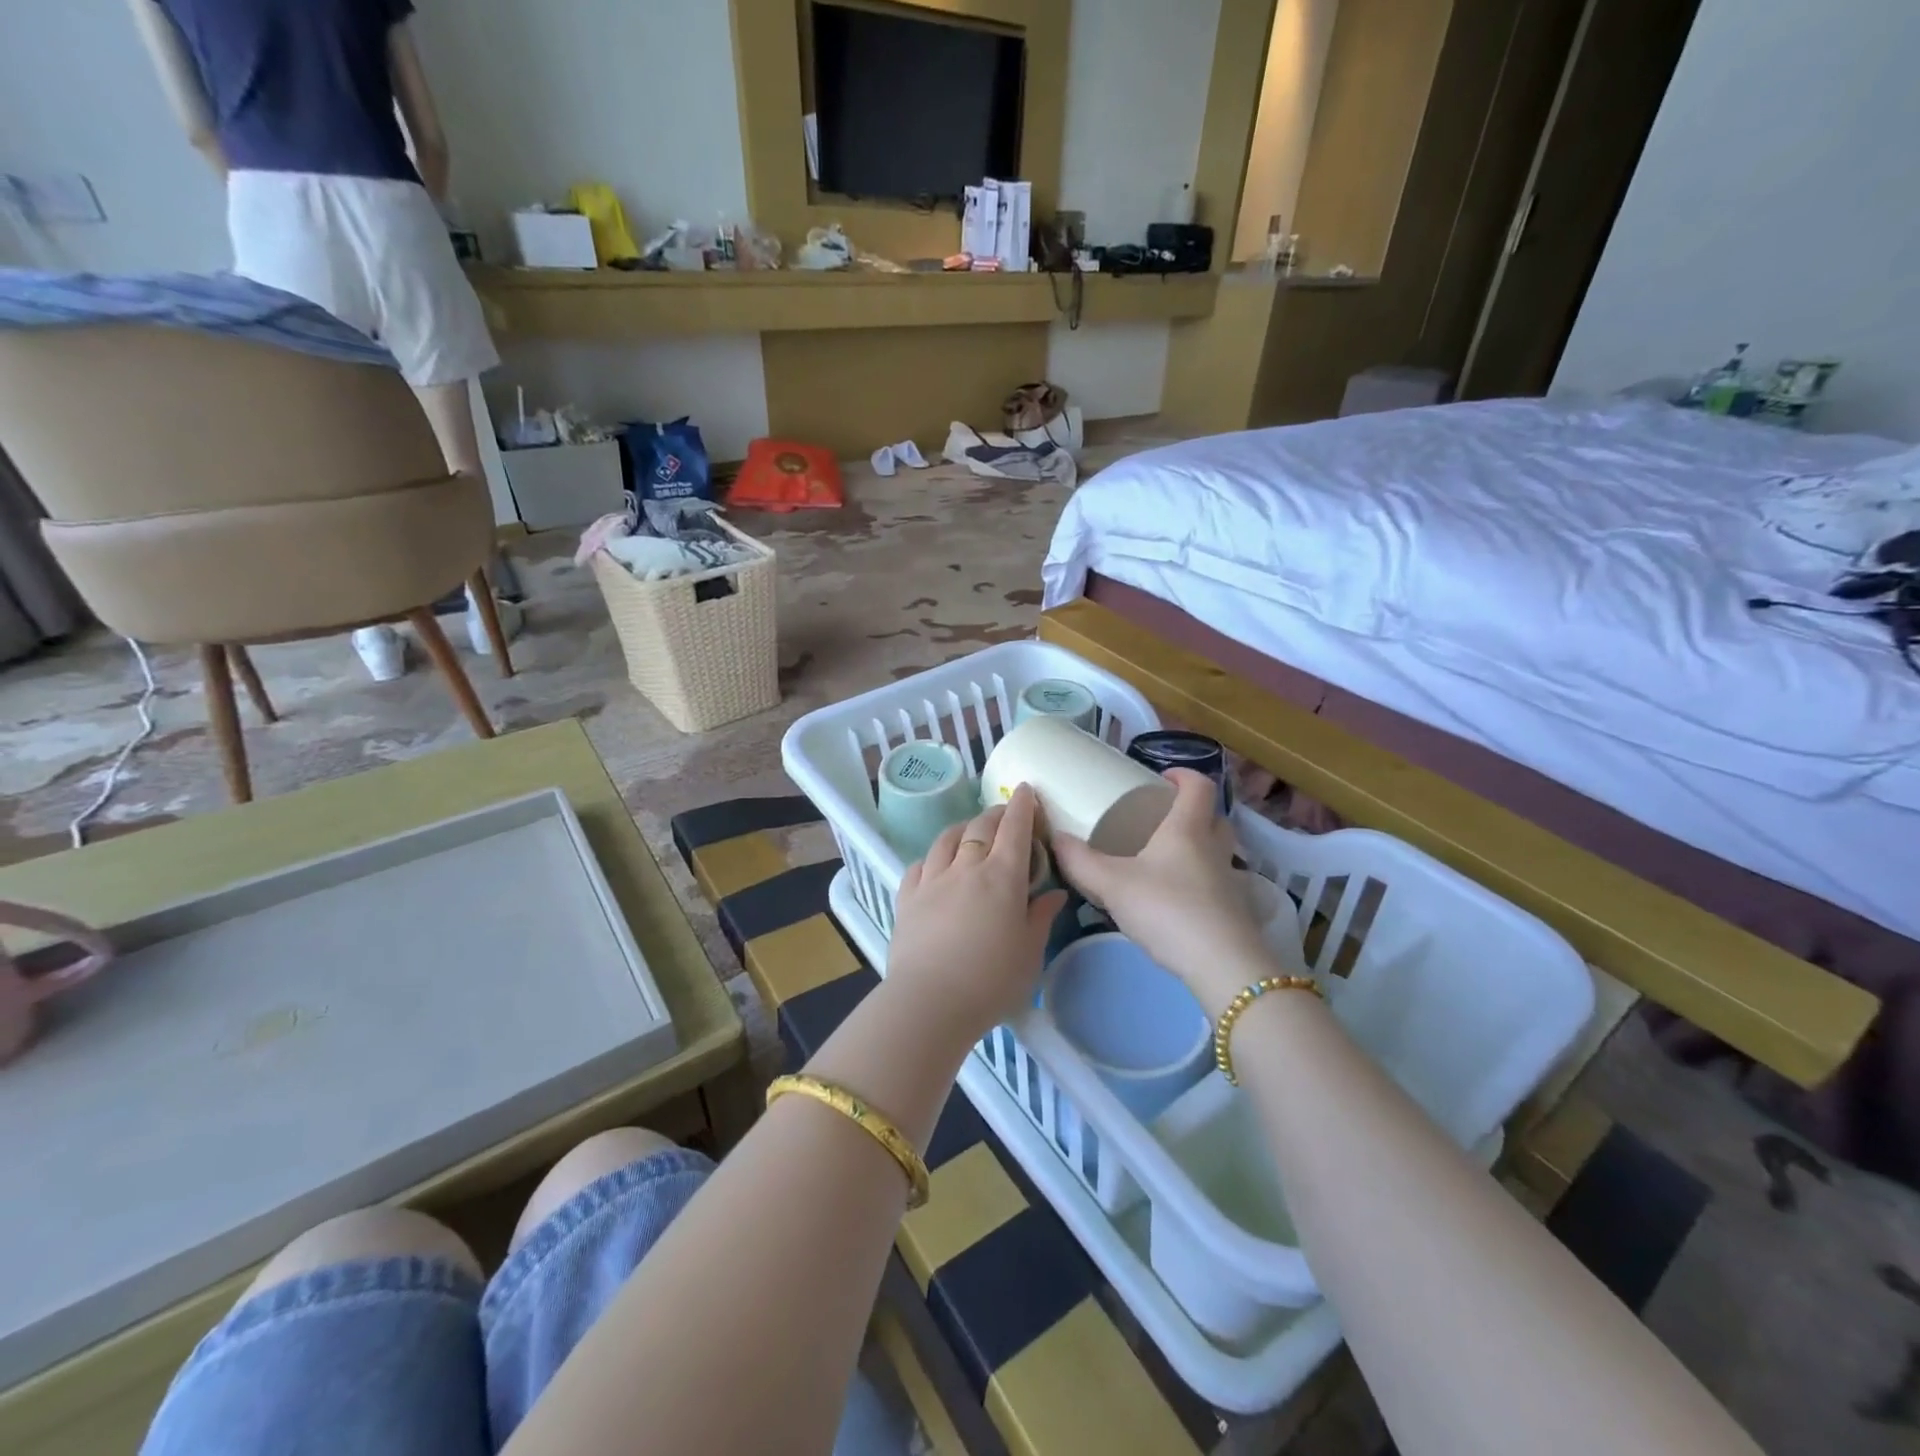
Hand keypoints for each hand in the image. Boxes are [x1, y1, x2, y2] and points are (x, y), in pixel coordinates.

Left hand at [884, 786, 1067, 1044]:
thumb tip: (1053, 894)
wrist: (930, 1002)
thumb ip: (1041, 917)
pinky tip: (936, 864)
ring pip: (947, 839)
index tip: (1026, 790)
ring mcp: (932, 880)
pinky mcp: (907, 898)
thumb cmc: (991, 981)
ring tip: (970, 832)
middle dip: (996, 814)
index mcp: (1002, 876)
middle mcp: (966, 867)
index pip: (1015, 828)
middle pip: (981, 827)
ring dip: (963, 828)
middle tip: (1005, 815)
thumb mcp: (1030, 952)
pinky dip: (933, 857)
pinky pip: (920, 864)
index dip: (1023, 806)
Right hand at [1051, 769, 1266, 1013]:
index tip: (1161, 778)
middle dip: (1190, 811)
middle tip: (1159, 818)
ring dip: (1195, 847)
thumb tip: (1055, 839)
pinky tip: (1172, 899)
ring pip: (1215, 850)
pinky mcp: (1233, 911)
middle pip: (1213, 816)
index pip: (1199, 785)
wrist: (1222, 966)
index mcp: (1188, 829)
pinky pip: (1215, 882)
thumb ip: (1080, 862)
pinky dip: (1197, 881)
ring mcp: (1228, 881)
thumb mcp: (1112, 884)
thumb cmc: (1167, 910)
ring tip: (1161, 859)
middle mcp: (1214, 848)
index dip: (1184, 774)